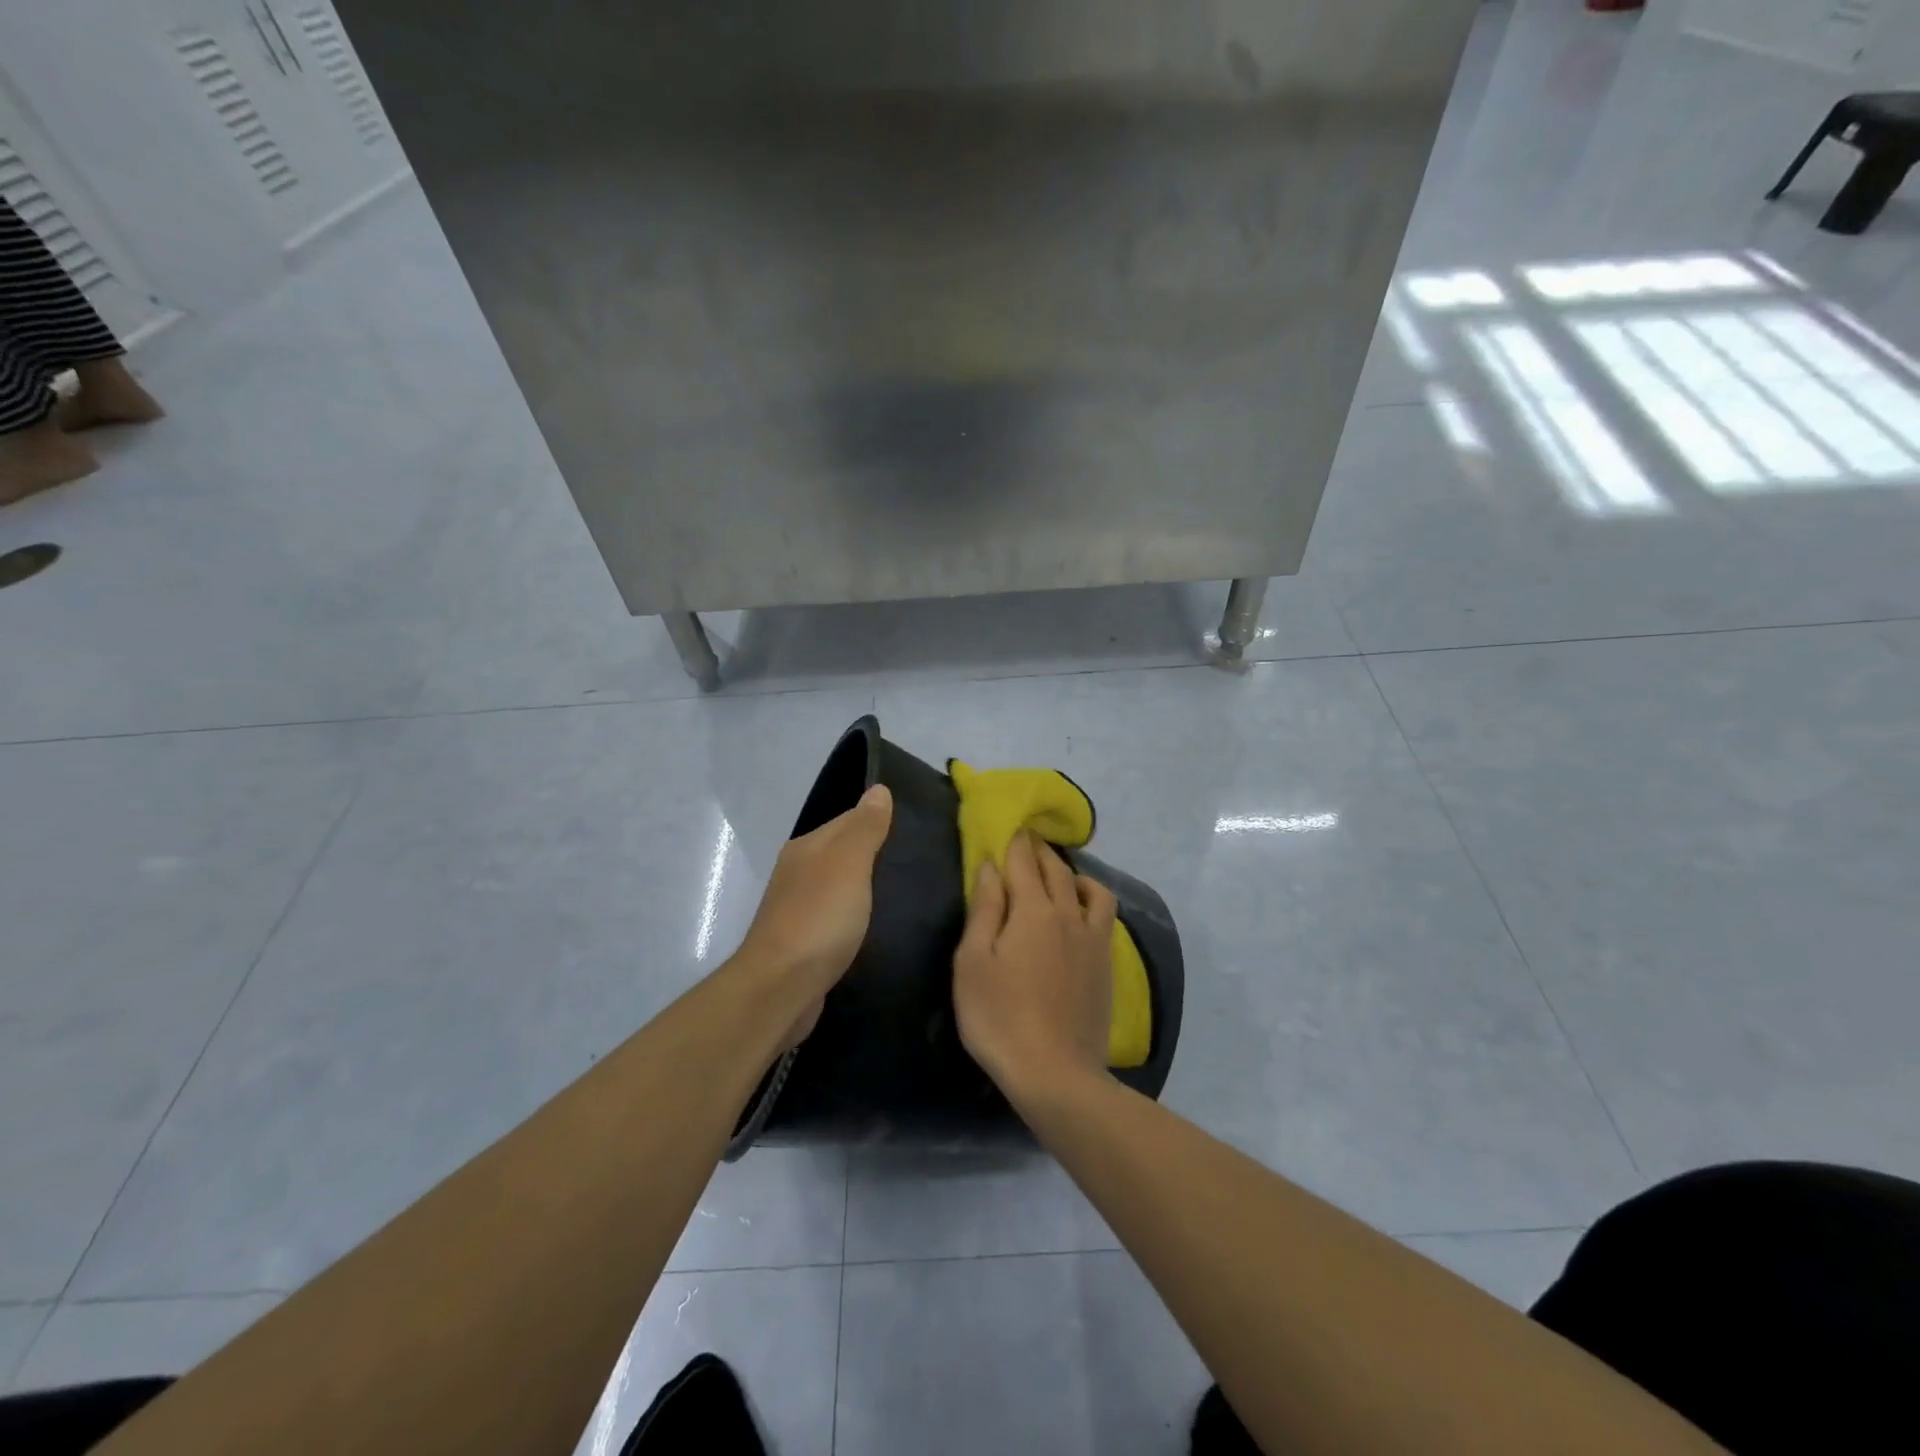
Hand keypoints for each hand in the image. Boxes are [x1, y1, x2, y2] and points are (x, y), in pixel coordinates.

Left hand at [736, 784, 892, 1048]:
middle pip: (844, 854)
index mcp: (807, 848)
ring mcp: (799, 910)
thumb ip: (865, 828)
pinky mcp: (805, 944)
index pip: (849, 820)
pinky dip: (857, 919)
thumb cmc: (819, 919)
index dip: (881, 822)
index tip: (918, 831)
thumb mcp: (849, 863)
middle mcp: (799, 873)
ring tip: (908, 895)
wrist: (780, 989)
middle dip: (876, 857)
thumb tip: (878, 789)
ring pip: (841, 888)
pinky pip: (838, 920)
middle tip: (920, 865)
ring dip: (867, 890)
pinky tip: (878, 928)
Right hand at [953, 830, 1117, 1102]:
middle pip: (1057, 869)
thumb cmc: (999, 1016)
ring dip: (1074, 873)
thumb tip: (991, 867)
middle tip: (1028, 842)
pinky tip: (1081, 913)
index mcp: (1032, 910)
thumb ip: (984, 909)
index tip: (1010, 828)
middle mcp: (1068, 914)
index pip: (1024, 862)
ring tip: (1060, 875)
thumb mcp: (973, 962)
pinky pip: (1104, 916)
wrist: (1055, 1072)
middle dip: (1041, 851)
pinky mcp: (1106, 963)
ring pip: (1091, 889)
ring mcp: (1093, 939)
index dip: (1015, 842)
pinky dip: (1092, 900)